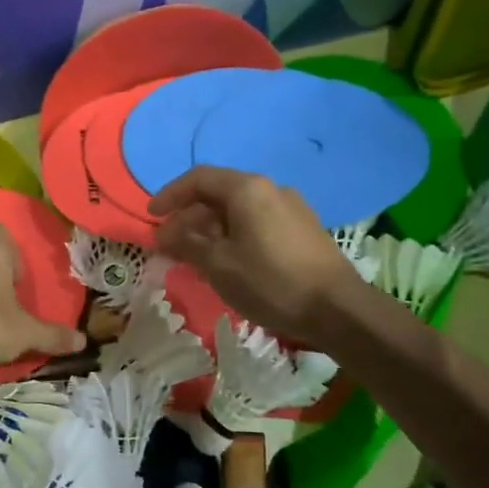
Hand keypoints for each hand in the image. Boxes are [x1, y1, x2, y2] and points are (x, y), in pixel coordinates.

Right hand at [149, 166, 361, 341]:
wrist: (337, 309)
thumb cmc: (270, 281)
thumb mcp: (218, 265)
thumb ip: (187, 243)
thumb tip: (165, 232)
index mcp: (247, 189)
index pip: (198, 178)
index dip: (170, 195)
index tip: (151, 216)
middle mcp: (270, 189)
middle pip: (219, 193)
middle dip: (190, 217)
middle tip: (170, 244)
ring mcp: (291, 207)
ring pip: (239, 210)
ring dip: (211, 229)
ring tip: (196, 257)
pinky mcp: (303, 229)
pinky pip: (257, 222)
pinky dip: (234, 235)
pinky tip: (229, 262)